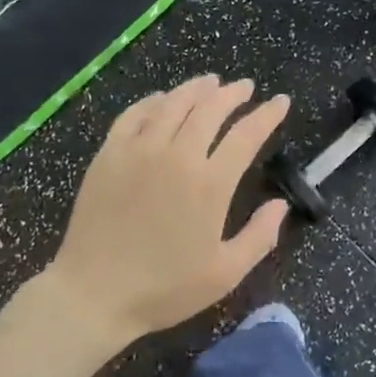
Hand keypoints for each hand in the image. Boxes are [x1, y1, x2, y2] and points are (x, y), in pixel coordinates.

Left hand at [44, 77, 290, 347]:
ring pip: (173, 104)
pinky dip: (154, 100)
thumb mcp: (224, 274)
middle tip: (246, 87)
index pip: (246, 135)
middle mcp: (177, 156)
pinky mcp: (110, 153)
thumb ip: (259, 236)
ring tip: (211, 82)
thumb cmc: (163, 289)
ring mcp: (140, 150)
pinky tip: (163, 99)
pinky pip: (135, 114)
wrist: (93, 294)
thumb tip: (281, 204)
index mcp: (210, 184)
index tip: (280, 102)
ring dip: (196, 88)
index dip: (267, 115)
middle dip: (233, 93)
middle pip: (211, 109)